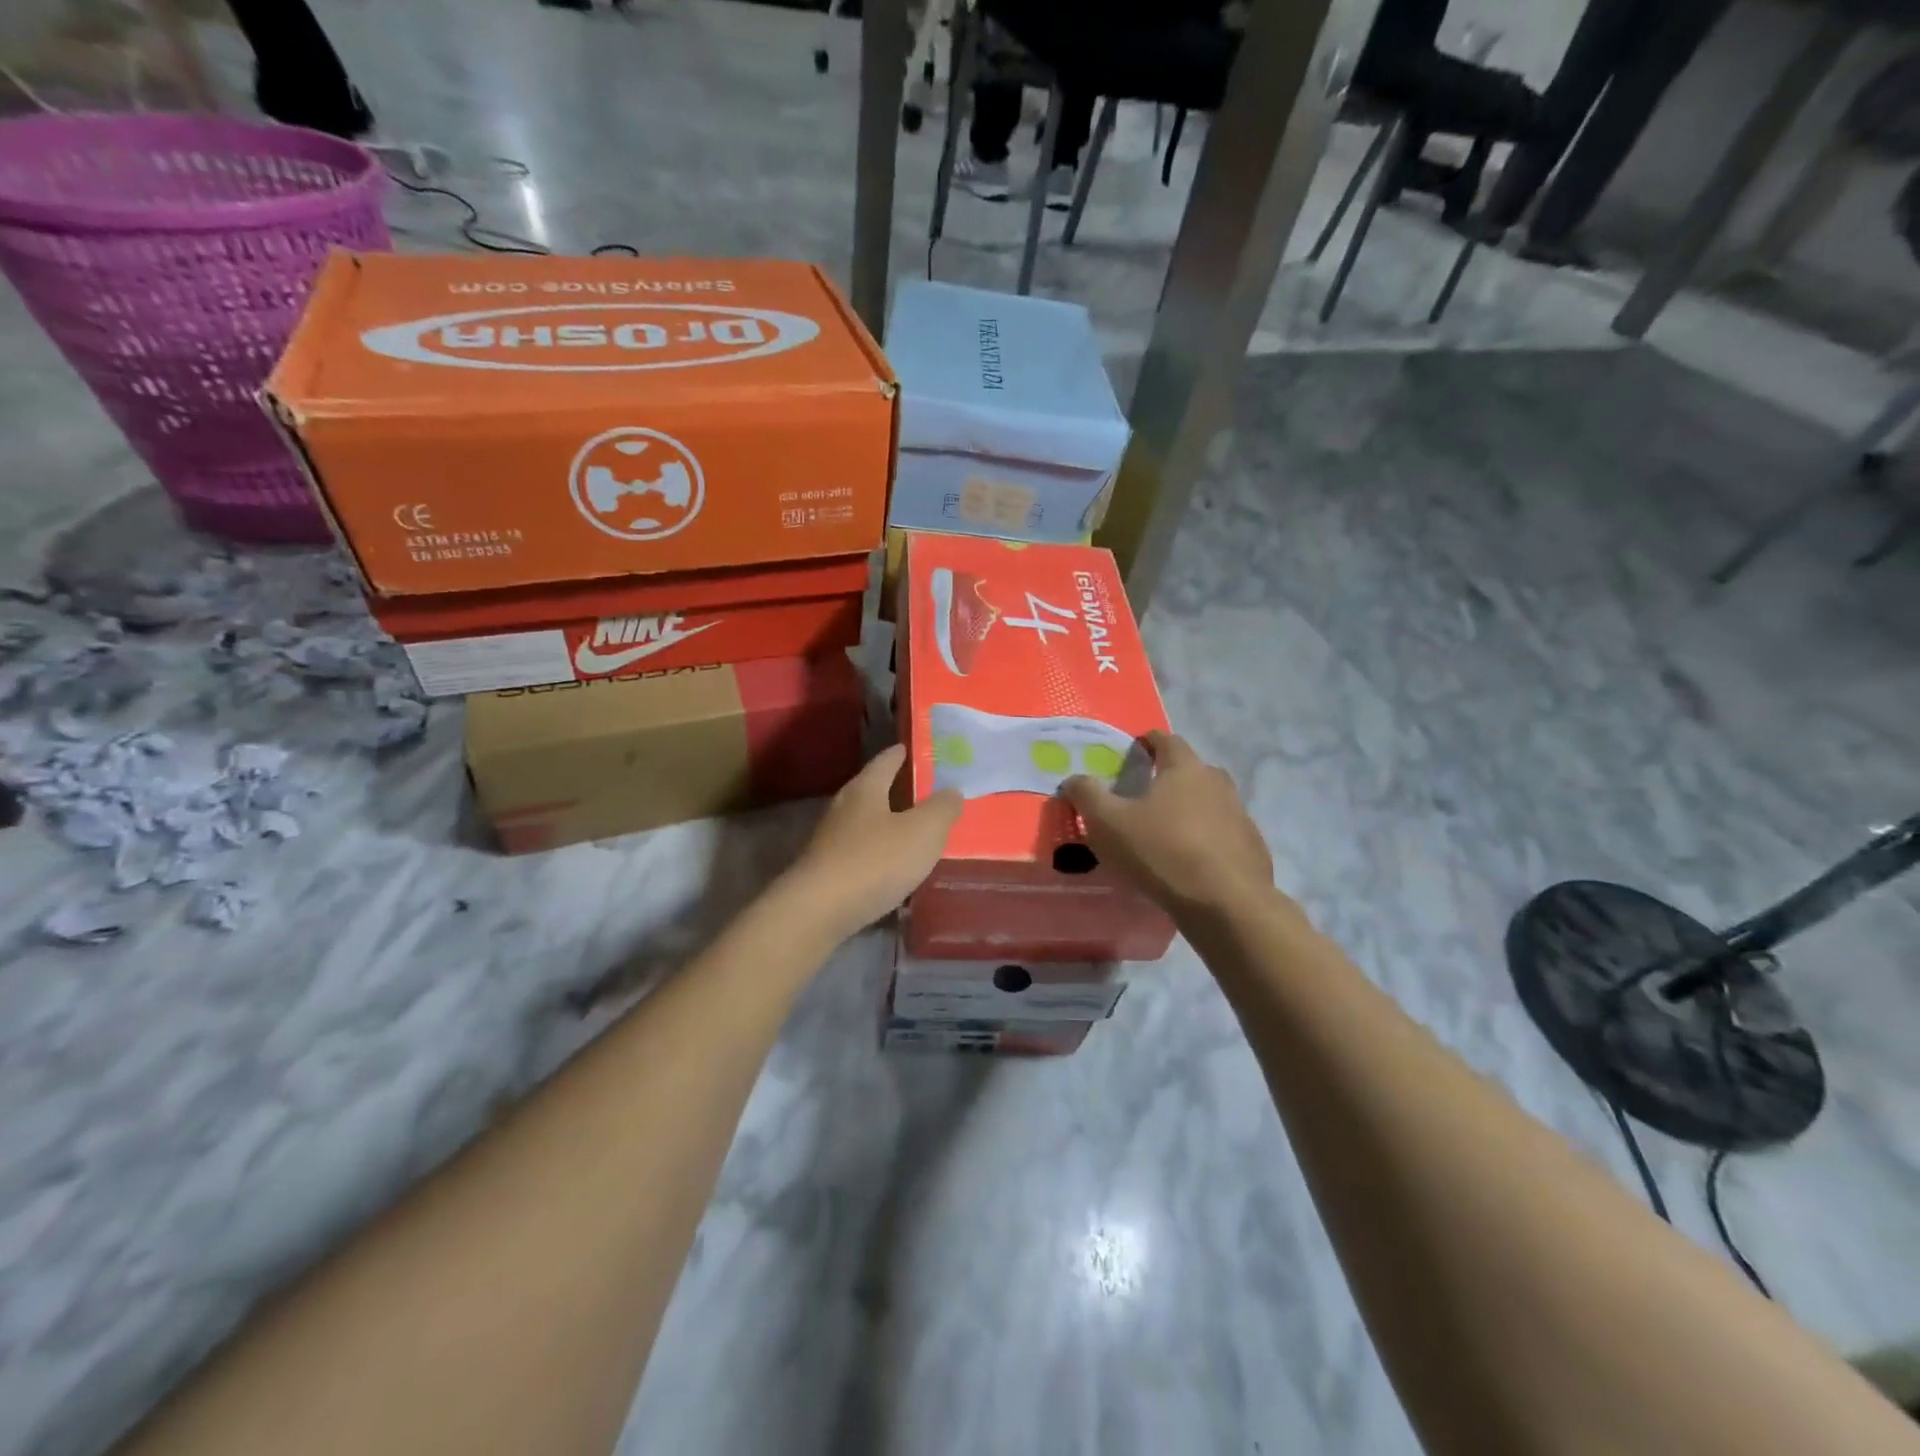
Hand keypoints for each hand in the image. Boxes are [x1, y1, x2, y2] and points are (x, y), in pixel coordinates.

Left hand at [781, 744, 962, 940]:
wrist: (817, 911)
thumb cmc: (874, 861)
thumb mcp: (922, 832)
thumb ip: (941, 809)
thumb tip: (952, 791)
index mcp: (865, 789)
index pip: (885, 760)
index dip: (901, 754)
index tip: (913, 749)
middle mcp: (843, 807)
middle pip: (872, 790)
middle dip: (896, 789)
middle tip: (924, 791)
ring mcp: (830, 840)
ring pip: (864, 823)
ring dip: (887, 824)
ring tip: (914, 831)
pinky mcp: (825, 870)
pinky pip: (859, 852)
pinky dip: (877, 853)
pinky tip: (892, 866)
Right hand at [1061, 731, 1274, 919]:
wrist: (1226, 903)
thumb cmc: (1162, 852)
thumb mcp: (1109, 823)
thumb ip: (1087, 795)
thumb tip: (1073, 779)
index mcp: (1185, 768)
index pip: (1167, 740)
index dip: (1149, 742)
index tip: (1136, 749)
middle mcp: (1218, 784)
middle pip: (1192, 771)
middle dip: (1170, 777)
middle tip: (1146, 796)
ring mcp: (1240, 816)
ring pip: (1210, 804)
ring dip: (1190, 811)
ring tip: (1166, 832)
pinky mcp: (1251, 849)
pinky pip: (1223, 835)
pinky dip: (1206, 841)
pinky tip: (1190, 862)